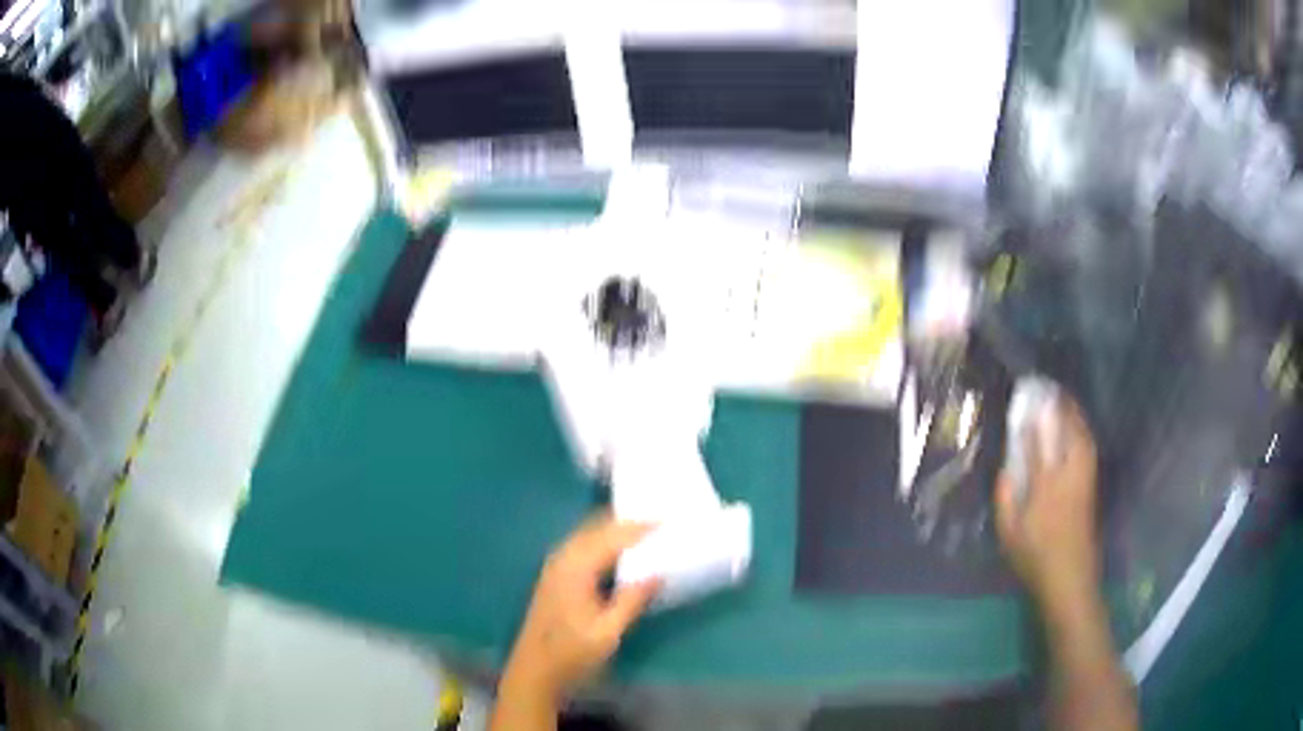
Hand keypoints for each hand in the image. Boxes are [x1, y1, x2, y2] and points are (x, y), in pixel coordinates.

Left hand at [501, 513, 659, 702]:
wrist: (535, 672)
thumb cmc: (571, 654)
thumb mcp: (607, 632)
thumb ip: (631, 600)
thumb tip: (658, 573)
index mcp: (575, 568)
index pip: (612, 537)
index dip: (640, 527)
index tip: (667, 520)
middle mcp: (562, 559)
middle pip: (596, 528)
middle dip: (627, 522)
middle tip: (659, 521)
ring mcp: (556, 567)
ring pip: (588, 535)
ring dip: (614, 531)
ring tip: (646, 532)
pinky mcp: (556, 577)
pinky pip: (583, 547)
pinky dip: (603, 542)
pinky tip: (621, 553)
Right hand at [995, 394, 1099, 609]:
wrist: (1070, 579)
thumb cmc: (1035, 558)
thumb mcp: (1009, 534)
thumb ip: (1005, 499)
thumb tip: (1005, 469)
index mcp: (1045, 486)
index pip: (1038, 442)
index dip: (1032, 419)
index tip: (1024, 400)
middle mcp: (1068, 475)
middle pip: (1069, 432)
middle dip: (1061, 407)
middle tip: (1051, 390)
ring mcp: (1084, 480)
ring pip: (1083, 438)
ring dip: (1075, 416)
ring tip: (1065, 401)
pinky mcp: (1091, 488)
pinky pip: (1089, 449)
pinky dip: (1083, 432)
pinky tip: (1078, 430)